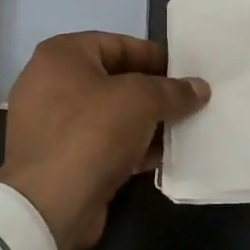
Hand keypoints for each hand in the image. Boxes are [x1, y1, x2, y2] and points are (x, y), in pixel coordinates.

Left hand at [0, 32, 210, 249]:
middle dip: (153, 92)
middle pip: (114, 79)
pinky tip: (163, 155)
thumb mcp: (141, 100)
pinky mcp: (60, 159)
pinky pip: (103, 143)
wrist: (49, 205)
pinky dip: (131, 146)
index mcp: (61, 55)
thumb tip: (200, 88)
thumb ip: (173, 90)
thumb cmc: (92, 132)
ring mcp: (52, 124)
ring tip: (184, 128)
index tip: (186, 71)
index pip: (118, 44)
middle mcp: (51, 83)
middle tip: (189, 101)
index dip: (155, 56)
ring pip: (110, 114)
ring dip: (146, 122)